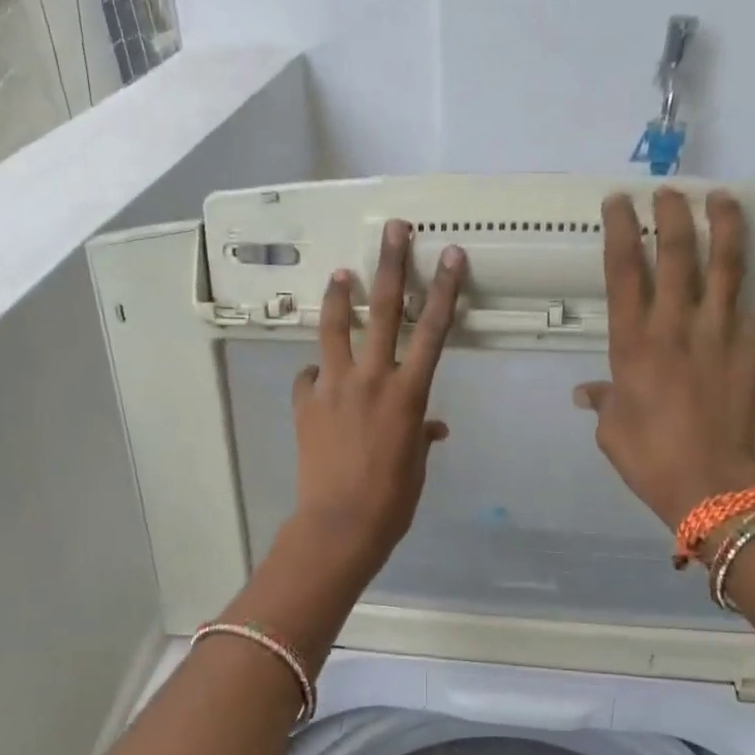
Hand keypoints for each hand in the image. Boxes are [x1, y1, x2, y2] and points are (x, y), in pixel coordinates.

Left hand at [289, 219, 467, 573]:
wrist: (340, 524)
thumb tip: (429, 427)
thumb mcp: (416, 465)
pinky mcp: (305, 403)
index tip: (449, 254)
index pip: (432, 331)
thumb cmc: (392, 500)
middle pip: (384, 311)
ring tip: (341, 275)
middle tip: (393, 230)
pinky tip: (319, 378)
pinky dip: (317, 372)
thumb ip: (421, 435)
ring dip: (340, 297)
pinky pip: (309, 375)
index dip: (443, 289)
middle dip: (389, 265)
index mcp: (408, 393)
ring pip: (335, 328)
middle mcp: (371, 379)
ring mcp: (333, 387)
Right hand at [574, 189, 754, 528]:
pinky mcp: (753, 357)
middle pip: (677, 257)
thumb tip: (587, 393)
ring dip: (727, 230)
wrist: (708, 486)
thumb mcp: (611, 431)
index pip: (623, 274)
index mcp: (634, 345)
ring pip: (727, 271)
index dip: (620, 233)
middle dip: (673, 216)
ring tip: (724, 199)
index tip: (619, 203)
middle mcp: (676, 328)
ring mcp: (719, 339)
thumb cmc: (648, 459)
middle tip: (670, 191)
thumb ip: (603, 402)